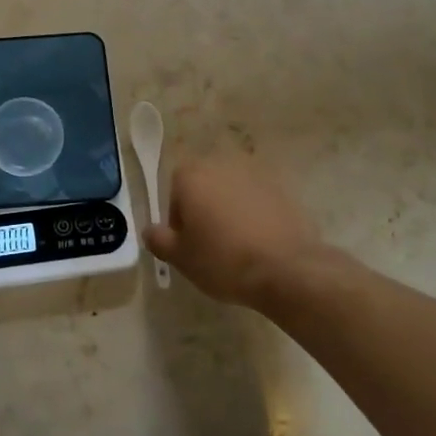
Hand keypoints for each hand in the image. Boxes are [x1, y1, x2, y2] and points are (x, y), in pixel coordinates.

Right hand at [144, 154, 325, 307]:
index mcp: (192, 176)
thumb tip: (150, 231)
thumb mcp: (180, 258)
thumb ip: (159, 240)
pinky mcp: (283, 190)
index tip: (188, 241)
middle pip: (205, 184)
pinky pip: (259, 200)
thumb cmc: (222, 260)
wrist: (285, 269)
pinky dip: (257, 215)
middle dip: (205, 208)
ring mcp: (255, 175)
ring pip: (233, 191)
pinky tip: (261, 243)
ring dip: (231, 209)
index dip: (178, 216)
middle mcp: (221, 166)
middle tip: (210, 243)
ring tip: (238, 245)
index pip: (175, 188)